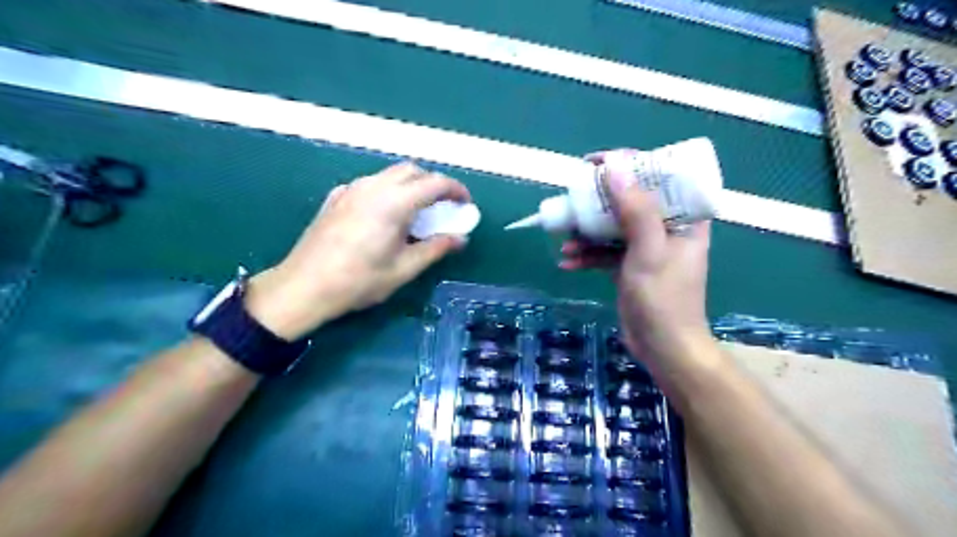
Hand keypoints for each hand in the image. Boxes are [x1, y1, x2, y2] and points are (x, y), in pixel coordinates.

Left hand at [245, 162, 470, 338]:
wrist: (304, 286)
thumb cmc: (359, 281)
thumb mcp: (404, 269)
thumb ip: (436, 248)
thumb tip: (460, 239)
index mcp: (394, 202)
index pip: (434, 183)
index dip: (455, 190)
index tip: (465, 203)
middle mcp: (373, 186)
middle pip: (412, 171)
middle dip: (433, 184)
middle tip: (442, 208)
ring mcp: (351, 189)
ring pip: (389, 175)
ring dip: (410, 186)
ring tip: (416, 212)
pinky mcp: (336, 197)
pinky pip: (370, 184)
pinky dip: (387, 191)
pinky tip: (384, 216)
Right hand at [563, 148, 709, 368]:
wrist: (662, 348)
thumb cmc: (663, 299)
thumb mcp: (649, 251)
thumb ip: (636, 209)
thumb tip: (615, 166)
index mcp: (684, 218)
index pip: (660, 177)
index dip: (630, 165)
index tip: (598, 164)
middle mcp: (666, 228)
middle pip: (630, 200)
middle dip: (599, 201)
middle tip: (574, 198)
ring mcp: (646, 248)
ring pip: (613, 227)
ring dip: (588, 232)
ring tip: (565, 239)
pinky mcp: (629, 266)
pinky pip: (605, 251)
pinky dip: (587, 255)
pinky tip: (567, 262)